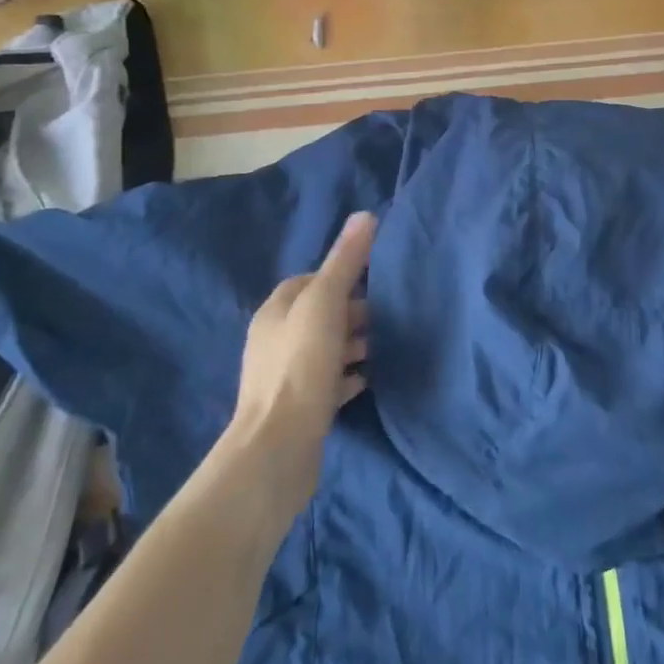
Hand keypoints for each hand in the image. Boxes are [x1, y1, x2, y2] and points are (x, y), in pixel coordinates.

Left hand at [229, 212, 375, 498]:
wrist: (279, 448)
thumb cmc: (301, 365)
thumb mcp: (326, 303)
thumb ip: (345, 261)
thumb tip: (365, 215)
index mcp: (276, 311)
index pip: (308, 281)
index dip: (340, 276)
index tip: (373, 281)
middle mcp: (275, 340)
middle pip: (319, 314)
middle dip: (352, 311)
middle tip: (387, 316)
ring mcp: (286, 377)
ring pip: (326, 348)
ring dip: (354, 344)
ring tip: (386, 345)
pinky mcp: (300, 408)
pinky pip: (330, 381)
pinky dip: (350, 375)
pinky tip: (372, 377)